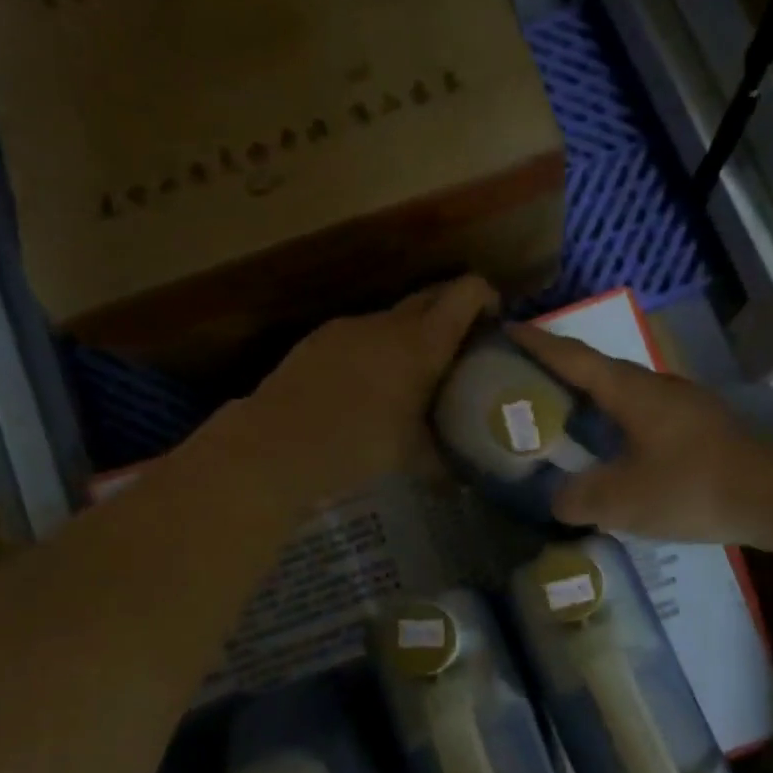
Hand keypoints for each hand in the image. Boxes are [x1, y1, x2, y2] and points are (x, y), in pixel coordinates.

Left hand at [237, 276, 500, 503]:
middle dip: (453, 313)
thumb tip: (464, 480)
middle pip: (433, 296)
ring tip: (411, 375)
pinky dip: (376, 348)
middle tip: (462, 349)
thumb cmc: (358, 446)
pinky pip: (362, 333)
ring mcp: (351, 326)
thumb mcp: (413, 458)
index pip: (467, 292)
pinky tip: (366, 386)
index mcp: (423, 343)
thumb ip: (445, 461)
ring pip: (394, 318)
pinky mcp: (321, 338)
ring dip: (411, 335)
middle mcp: (389, 323)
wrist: (278, 443)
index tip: (494, 324)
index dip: (487, 299)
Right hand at [507, 323, 772, 544]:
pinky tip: (614, 449)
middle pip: (597, 369)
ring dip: (591, 398)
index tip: (506, 328)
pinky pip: (643, 414)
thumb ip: (578, 499)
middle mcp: (654, 386)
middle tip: (525, 381)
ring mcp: (682, 403)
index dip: (536, 343)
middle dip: (559, 370)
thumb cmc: (690, 487)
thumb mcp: (622, 500)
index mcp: (630, 391)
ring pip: (624, 393)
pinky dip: (617, 421)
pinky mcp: (699, 425)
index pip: (572, 357)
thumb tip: (559, 500)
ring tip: (564, 417)